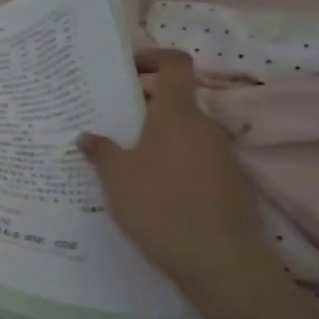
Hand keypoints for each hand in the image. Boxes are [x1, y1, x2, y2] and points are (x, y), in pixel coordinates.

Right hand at [78, 50, 276, 296]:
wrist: (220, 261)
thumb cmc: (160, 205)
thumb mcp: (116, 177)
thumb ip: (101, 151)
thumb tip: (88, 136)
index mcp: (177, 113)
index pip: (175, 64)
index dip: (153, 57)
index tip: (126, 68)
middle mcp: (205, 126)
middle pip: (177, 100)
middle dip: (144, 104)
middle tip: (110, 120)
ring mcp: (222, 156)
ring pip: (185, 132)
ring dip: (158, 136)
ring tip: (125, 158)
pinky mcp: (231, 184)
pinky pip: (196, 159)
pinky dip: (173, 162)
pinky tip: (151, 189)